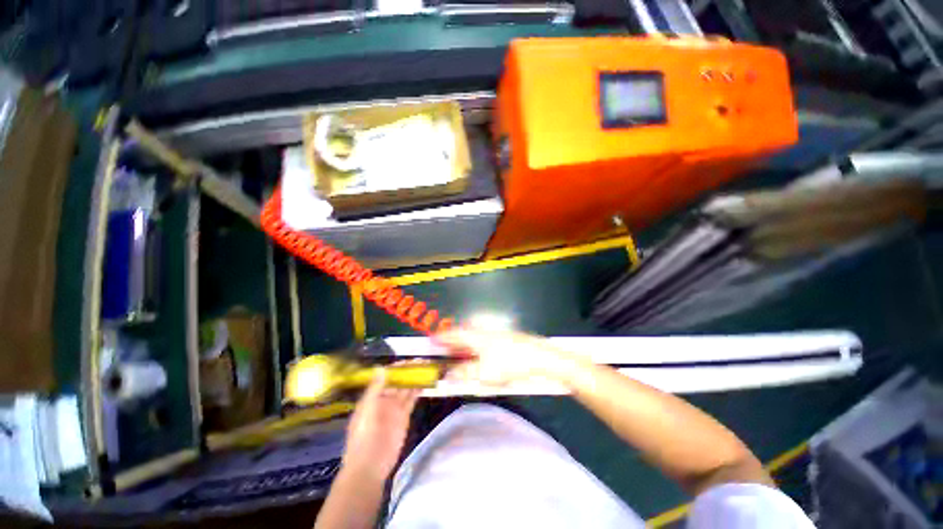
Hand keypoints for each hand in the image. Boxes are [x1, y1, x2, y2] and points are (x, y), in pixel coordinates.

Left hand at [342, 369, 419, 481]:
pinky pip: (412, 400)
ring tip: (427, 368)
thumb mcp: (367, 410)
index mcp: (373, 396)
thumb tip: (381, 367)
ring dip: (415, 379)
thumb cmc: (364, 437)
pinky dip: (418, 391)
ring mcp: (394, 408)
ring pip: (406, 389)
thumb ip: (375, 389)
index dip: (397, 368)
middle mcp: (384, 399)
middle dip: (408, 371)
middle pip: (398, 381)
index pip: (386, 377)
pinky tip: (426, 383)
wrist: (370, 466)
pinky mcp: (404, 416)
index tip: (409, 360)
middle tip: (422, 361)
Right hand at [435, 328, 574, 385]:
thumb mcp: (483, 373)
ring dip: (464, 345)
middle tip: (444, 349)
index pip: (453, 334)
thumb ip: (463, 373)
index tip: (432, 341)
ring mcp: (495, 334)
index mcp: (475, 336)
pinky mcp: (504, 340)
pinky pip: (483, 341)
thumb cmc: (508, 364)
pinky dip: (476, 348)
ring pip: (474, 338)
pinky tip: (479, 357)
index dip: (441, 338)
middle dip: (452, 341)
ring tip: (459, 355)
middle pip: (463, 334)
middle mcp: (483, 331)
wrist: (539, 358)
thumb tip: (448, 374)